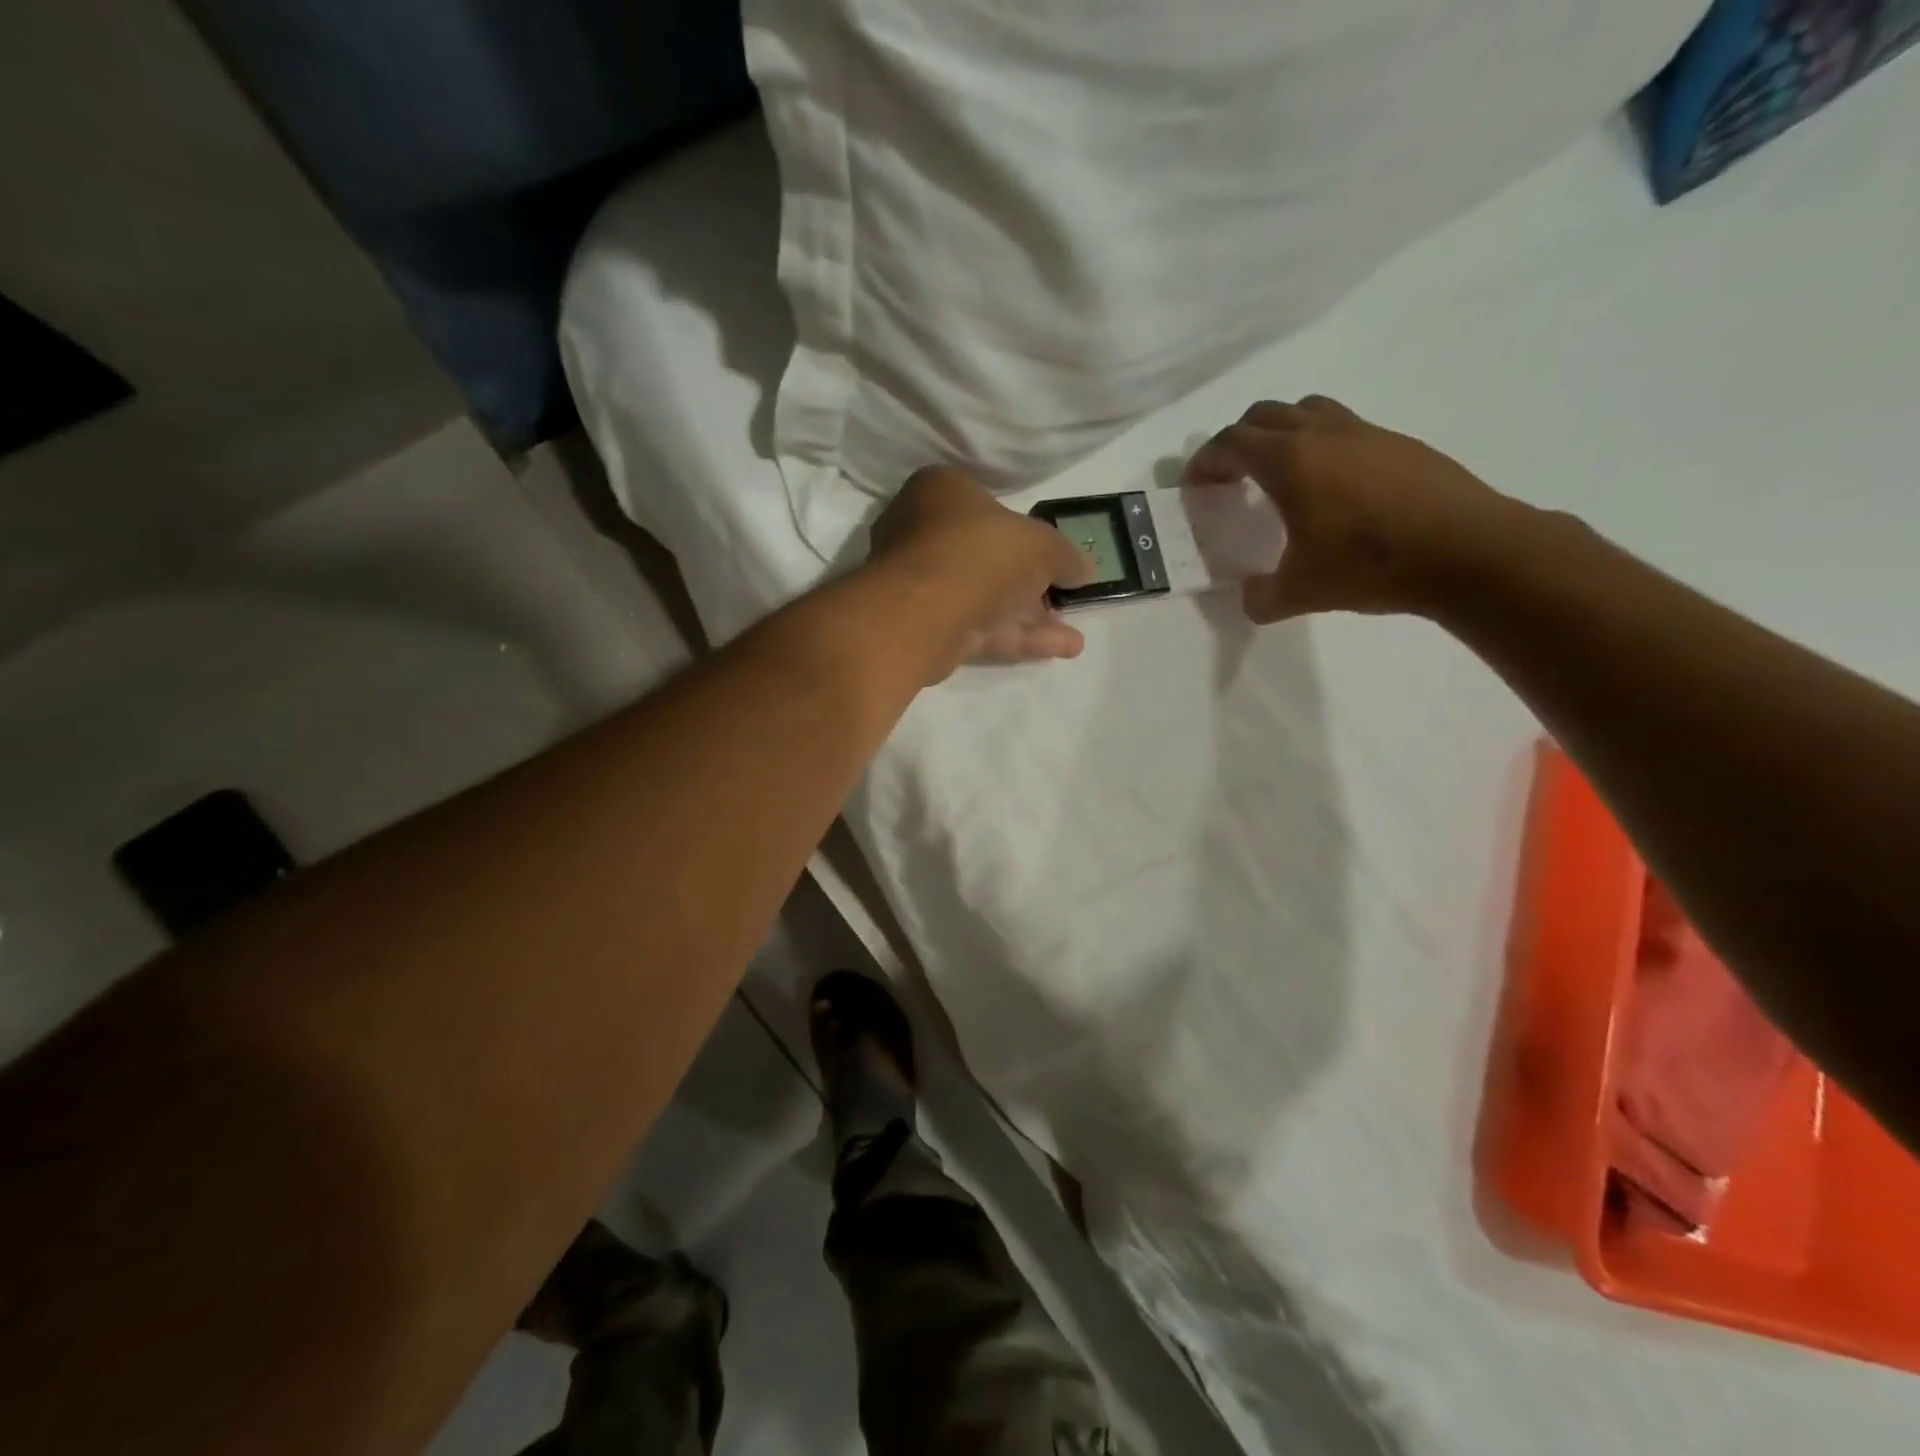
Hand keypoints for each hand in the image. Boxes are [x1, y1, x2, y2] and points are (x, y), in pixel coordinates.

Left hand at [868, 466, 1093, 669]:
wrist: (924, 613)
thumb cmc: (981, 552)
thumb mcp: (1041, 544)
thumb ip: (1065, 555)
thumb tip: (1084, 569)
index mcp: (941, 492)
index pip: (987, 505)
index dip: (1025, 530)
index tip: (1054, 554)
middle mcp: (924, 532)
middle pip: (988, 557)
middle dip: (1033, 583)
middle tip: (1065, 598)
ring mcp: (922, 584)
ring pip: (986, 598)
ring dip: (1032, 618)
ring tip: (1075, 636)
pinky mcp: (926, 627)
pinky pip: (980, 628)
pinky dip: (1019, 638)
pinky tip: (1062, 649)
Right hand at [1185, 396, 1524, 621]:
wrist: (1468, 550)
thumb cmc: (1370, 566)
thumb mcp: (1300, 593)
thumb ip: (1262, 596)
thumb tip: (1251, 596)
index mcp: (1290, 461)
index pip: (1231, 443)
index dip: (1205, 462)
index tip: (1196, 487)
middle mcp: (1323, 434)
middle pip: (1264, 415)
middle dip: (1238, 441)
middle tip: (1231, 477)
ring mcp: (1366, 432)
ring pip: (1308, 410)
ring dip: (1281, 433)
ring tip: (1279, 473)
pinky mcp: (1399, 443)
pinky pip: (1344, 428)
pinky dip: (1321, 445)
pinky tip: (1332, 488)